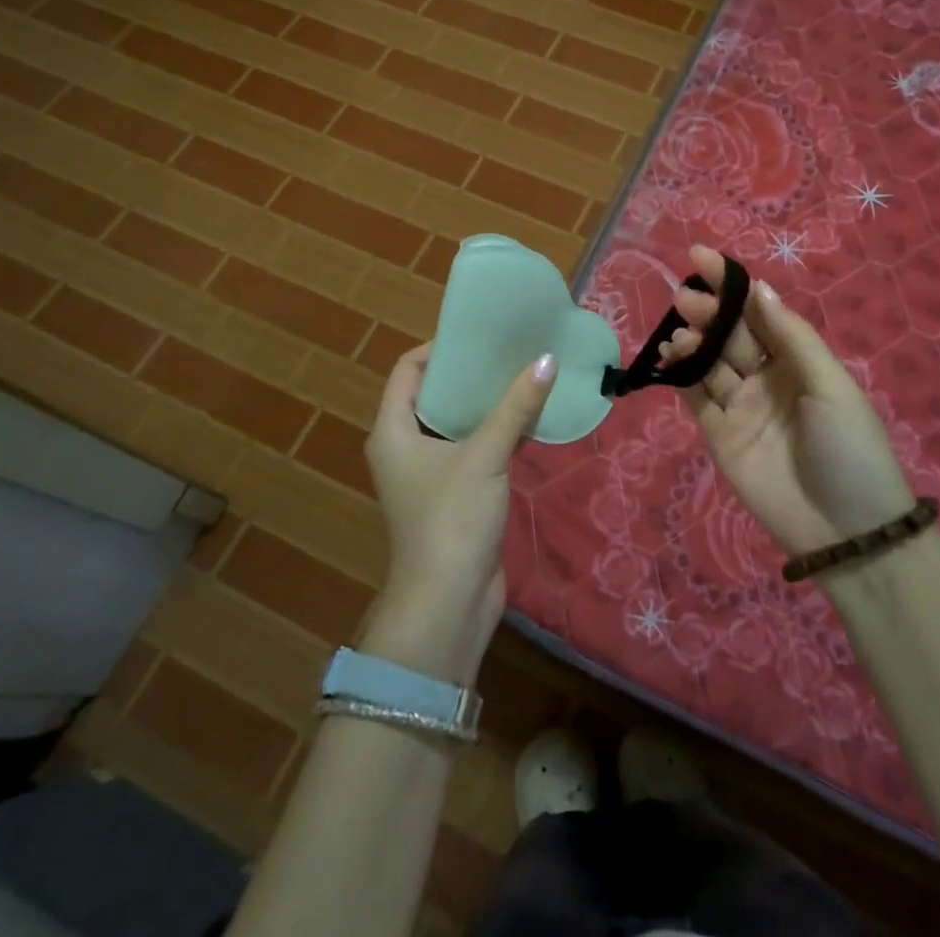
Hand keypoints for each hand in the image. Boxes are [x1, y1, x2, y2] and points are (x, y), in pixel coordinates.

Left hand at [361, 345, 556, 685]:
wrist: (448, 605)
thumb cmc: (451, 520)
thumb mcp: (485, 456)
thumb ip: (516, 406)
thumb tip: (547, 358)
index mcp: (392, 431)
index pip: (408, 370)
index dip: (438, 348)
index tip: (477, 334)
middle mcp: (405, 447)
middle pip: (435, 394)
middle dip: (470, 373)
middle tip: (508, 349)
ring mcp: (429, 473)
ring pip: (457, 423)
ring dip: (487, 403)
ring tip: (524, 374)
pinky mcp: (455, 494)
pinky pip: (474, 449)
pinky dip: (496, 431)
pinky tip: (529, 417)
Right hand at [663, 246, 914, 555]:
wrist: (846, 530)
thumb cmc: (849, 447)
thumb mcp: (831, 385)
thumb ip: (792, 337)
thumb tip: (759, 288)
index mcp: (799, 360)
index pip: (759, 312)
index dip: (733, 285)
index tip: (701, 256)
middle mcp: (767, 377)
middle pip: (730, 334)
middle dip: (709, 312)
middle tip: (686, 297)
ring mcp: (741, 406)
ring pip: (709, 361)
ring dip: (693, 341)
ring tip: (680, 332)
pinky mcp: (720, 435)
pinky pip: (696, 396)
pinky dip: (681, 375)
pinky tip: (671, 356)